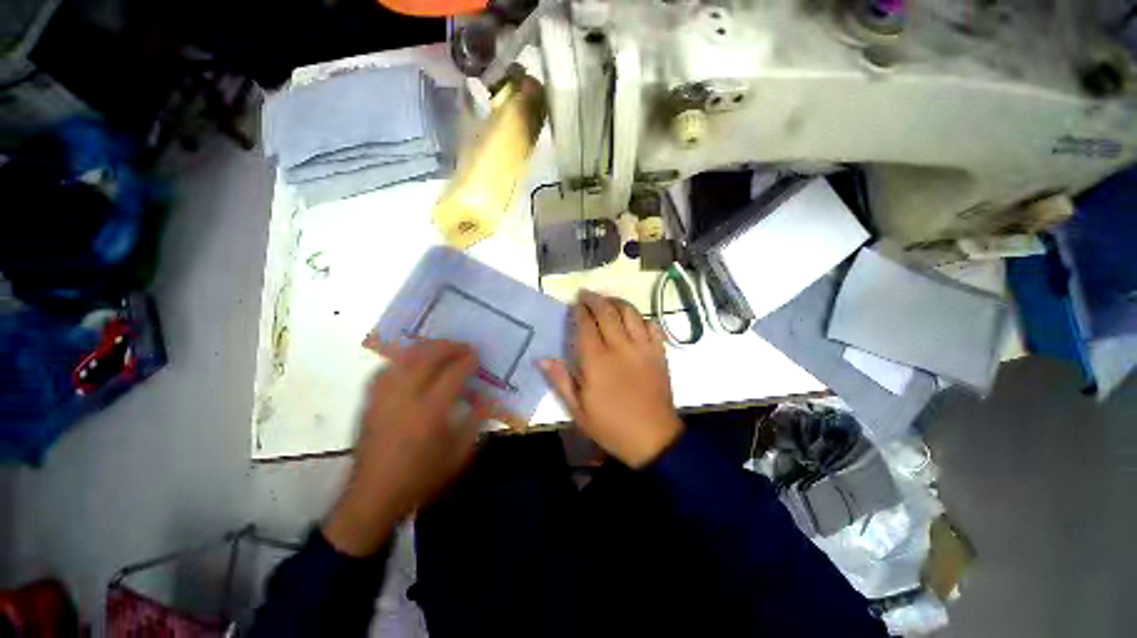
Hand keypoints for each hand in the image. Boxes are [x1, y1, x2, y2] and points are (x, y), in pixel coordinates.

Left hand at [324, 341, 488, 556]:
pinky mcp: (369, 402)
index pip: (453, 374)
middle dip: (448, 346)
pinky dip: (401, 360)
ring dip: (425, 348)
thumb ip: (476, 421)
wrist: (373, 498)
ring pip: (404, 358)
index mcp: (431, 412)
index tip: (477, 355)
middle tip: (462, 346)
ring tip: (440, 348)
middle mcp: (405, 398)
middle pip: (427, 357)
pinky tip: (410, 363)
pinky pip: (385, 369)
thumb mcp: (459, 454)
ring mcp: (383, 397)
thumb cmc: (421, 478)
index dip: (468, 360)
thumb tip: (487, 396)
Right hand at [541, 290, 682, 467]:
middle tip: (586, 294)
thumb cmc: (611, 426)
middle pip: (607, 312)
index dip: (579, 311)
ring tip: (607, 300)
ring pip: (630, 313)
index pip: (586, 325)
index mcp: (596, 361)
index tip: (574, 304)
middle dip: (595, 299)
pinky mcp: (659, 353)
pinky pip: (652, 326)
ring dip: (617, 302)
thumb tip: (541, 359)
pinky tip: (634, 319)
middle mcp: (620, 347)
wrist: (653, 438)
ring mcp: (642, 348)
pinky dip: (641, 317)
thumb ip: (560, 381)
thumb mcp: (578, 411)